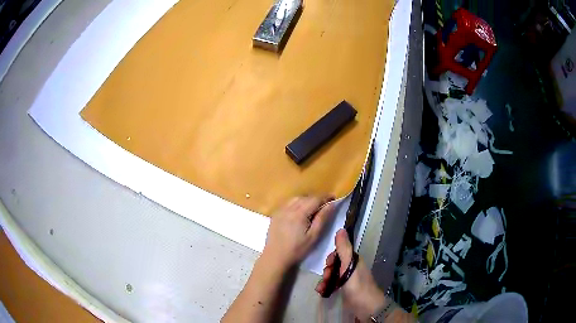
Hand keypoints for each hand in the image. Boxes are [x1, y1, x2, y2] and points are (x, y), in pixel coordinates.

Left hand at [261, 195, 335, 269]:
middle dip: (316, 199)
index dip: (325, 197)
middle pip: (305, 197)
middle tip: (324, 206)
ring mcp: (280, 210)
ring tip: (313, 208)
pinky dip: (296, 204)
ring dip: (306, 200)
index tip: (334, 198)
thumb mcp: (314, 236)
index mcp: (299, 213)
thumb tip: (331, 204)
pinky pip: (288, 204)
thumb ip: (322, 218)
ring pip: (296, 199)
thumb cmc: (297, 249)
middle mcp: (288, 208)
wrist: (275, 257)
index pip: (315, 199)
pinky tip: (299, 212)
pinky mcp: (275, 215)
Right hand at [315, 229, 385, 320]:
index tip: (327, 264)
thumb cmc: (357, 285)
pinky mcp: (345, 289)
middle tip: (325, 277)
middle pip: (335, 264)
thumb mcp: (349, 266)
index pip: (340, 252)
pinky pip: (333, 284)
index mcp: (354, 260)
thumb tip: (341, 229)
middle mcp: (352, 268)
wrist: (365, 307)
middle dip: (327, 270)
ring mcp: (348, 279)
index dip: (331, 257)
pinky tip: (322, 291)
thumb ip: (344, 249)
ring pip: (332, 275)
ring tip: (321, 288)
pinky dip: (326, 287)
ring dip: (325, 280)